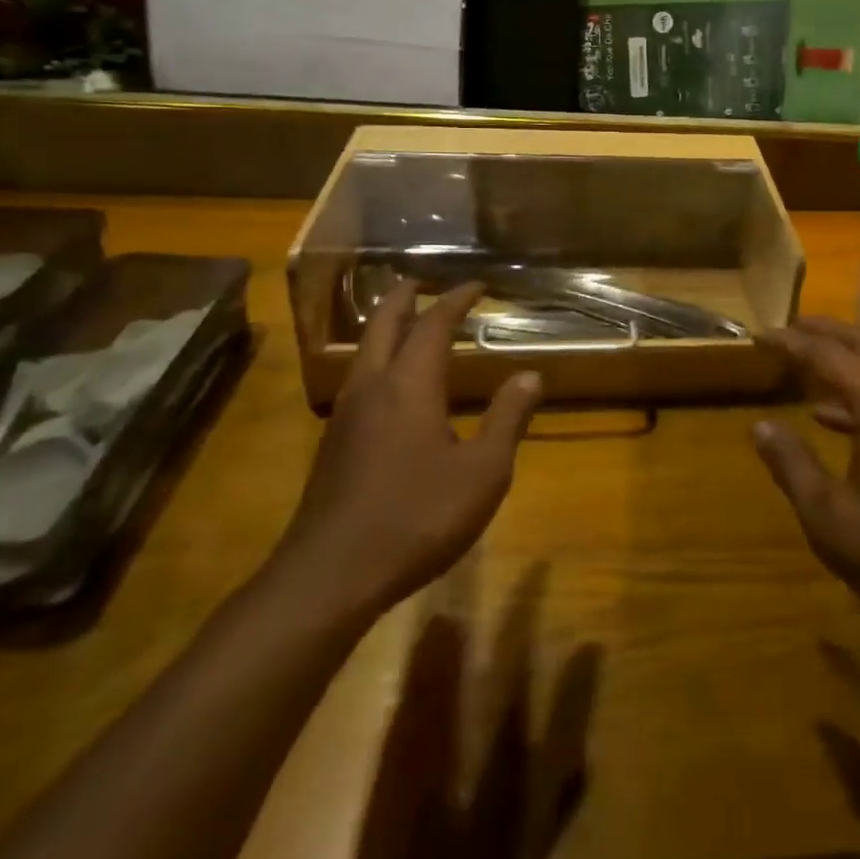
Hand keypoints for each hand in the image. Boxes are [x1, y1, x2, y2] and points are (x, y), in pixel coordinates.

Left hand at [269, 281, 545, 622]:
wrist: (328, 577)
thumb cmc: (415, 518)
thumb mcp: (482, 473)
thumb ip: (507, 419)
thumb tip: (531, 376)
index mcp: (410, 384)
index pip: (433, 323)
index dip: (456, 299)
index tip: (478, 285)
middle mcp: (372, 386)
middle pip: (383, 322)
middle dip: (405, 295)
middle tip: (426, 281)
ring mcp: (346, 414)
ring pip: (364, 349)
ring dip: (386, 324)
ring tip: (409, 320)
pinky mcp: (333, 442)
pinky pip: (358, 377)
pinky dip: (379, 356)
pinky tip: (392, 383)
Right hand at [752, 317, 859, 636]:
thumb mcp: (831, 516)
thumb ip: (793, 465)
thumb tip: (760, 426)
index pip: (828, 355)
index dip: (792, 341)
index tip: (760, 333)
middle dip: (825, 332)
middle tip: (789, 327)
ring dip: (844, 358)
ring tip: (807, 360)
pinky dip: (858, 393)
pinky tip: (830, 418)